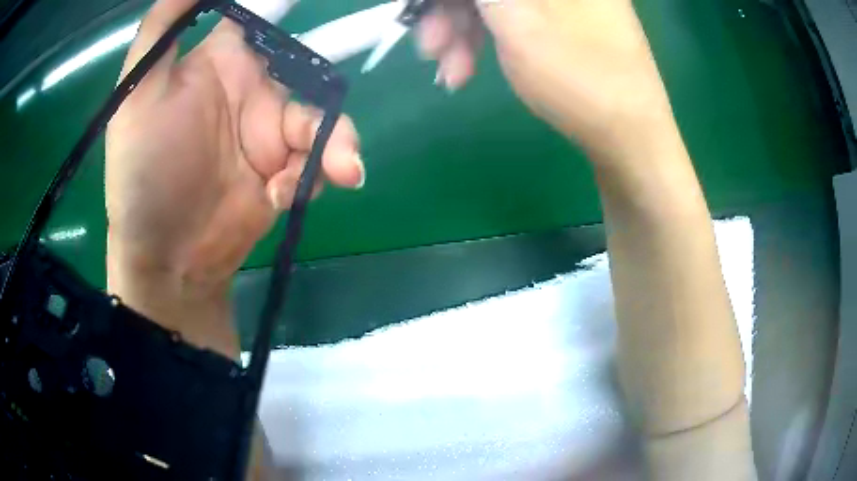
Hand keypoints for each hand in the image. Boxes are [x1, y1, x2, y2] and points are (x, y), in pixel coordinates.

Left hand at [106, 0, 362, 352]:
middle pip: (310, 68)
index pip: (266, 16)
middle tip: (356, 78)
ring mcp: (271, 134)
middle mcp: (252, 89)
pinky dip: (313, 176)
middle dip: (334, 81)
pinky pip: (317, 162)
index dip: (291, 5)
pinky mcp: (284, 173)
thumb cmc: (142, 172)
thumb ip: (161, 30)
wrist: (165, 257)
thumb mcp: (137, 95)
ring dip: (335, 142)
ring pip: (322, 119)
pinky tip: (285, 196)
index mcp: (222, 61)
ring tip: (339, 170)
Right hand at [417, 0, 675, 161]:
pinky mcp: (564, 22)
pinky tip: (469, 69)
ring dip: (464, 34)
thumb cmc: (579, 77)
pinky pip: (514, 18)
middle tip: (429, 50)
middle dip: (451, 13)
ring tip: (452, 74)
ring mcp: (568, 1)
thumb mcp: (517, 21)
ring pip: (497, 3)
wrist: (630, 138)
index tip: (418, 13)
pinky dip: (486, 41)